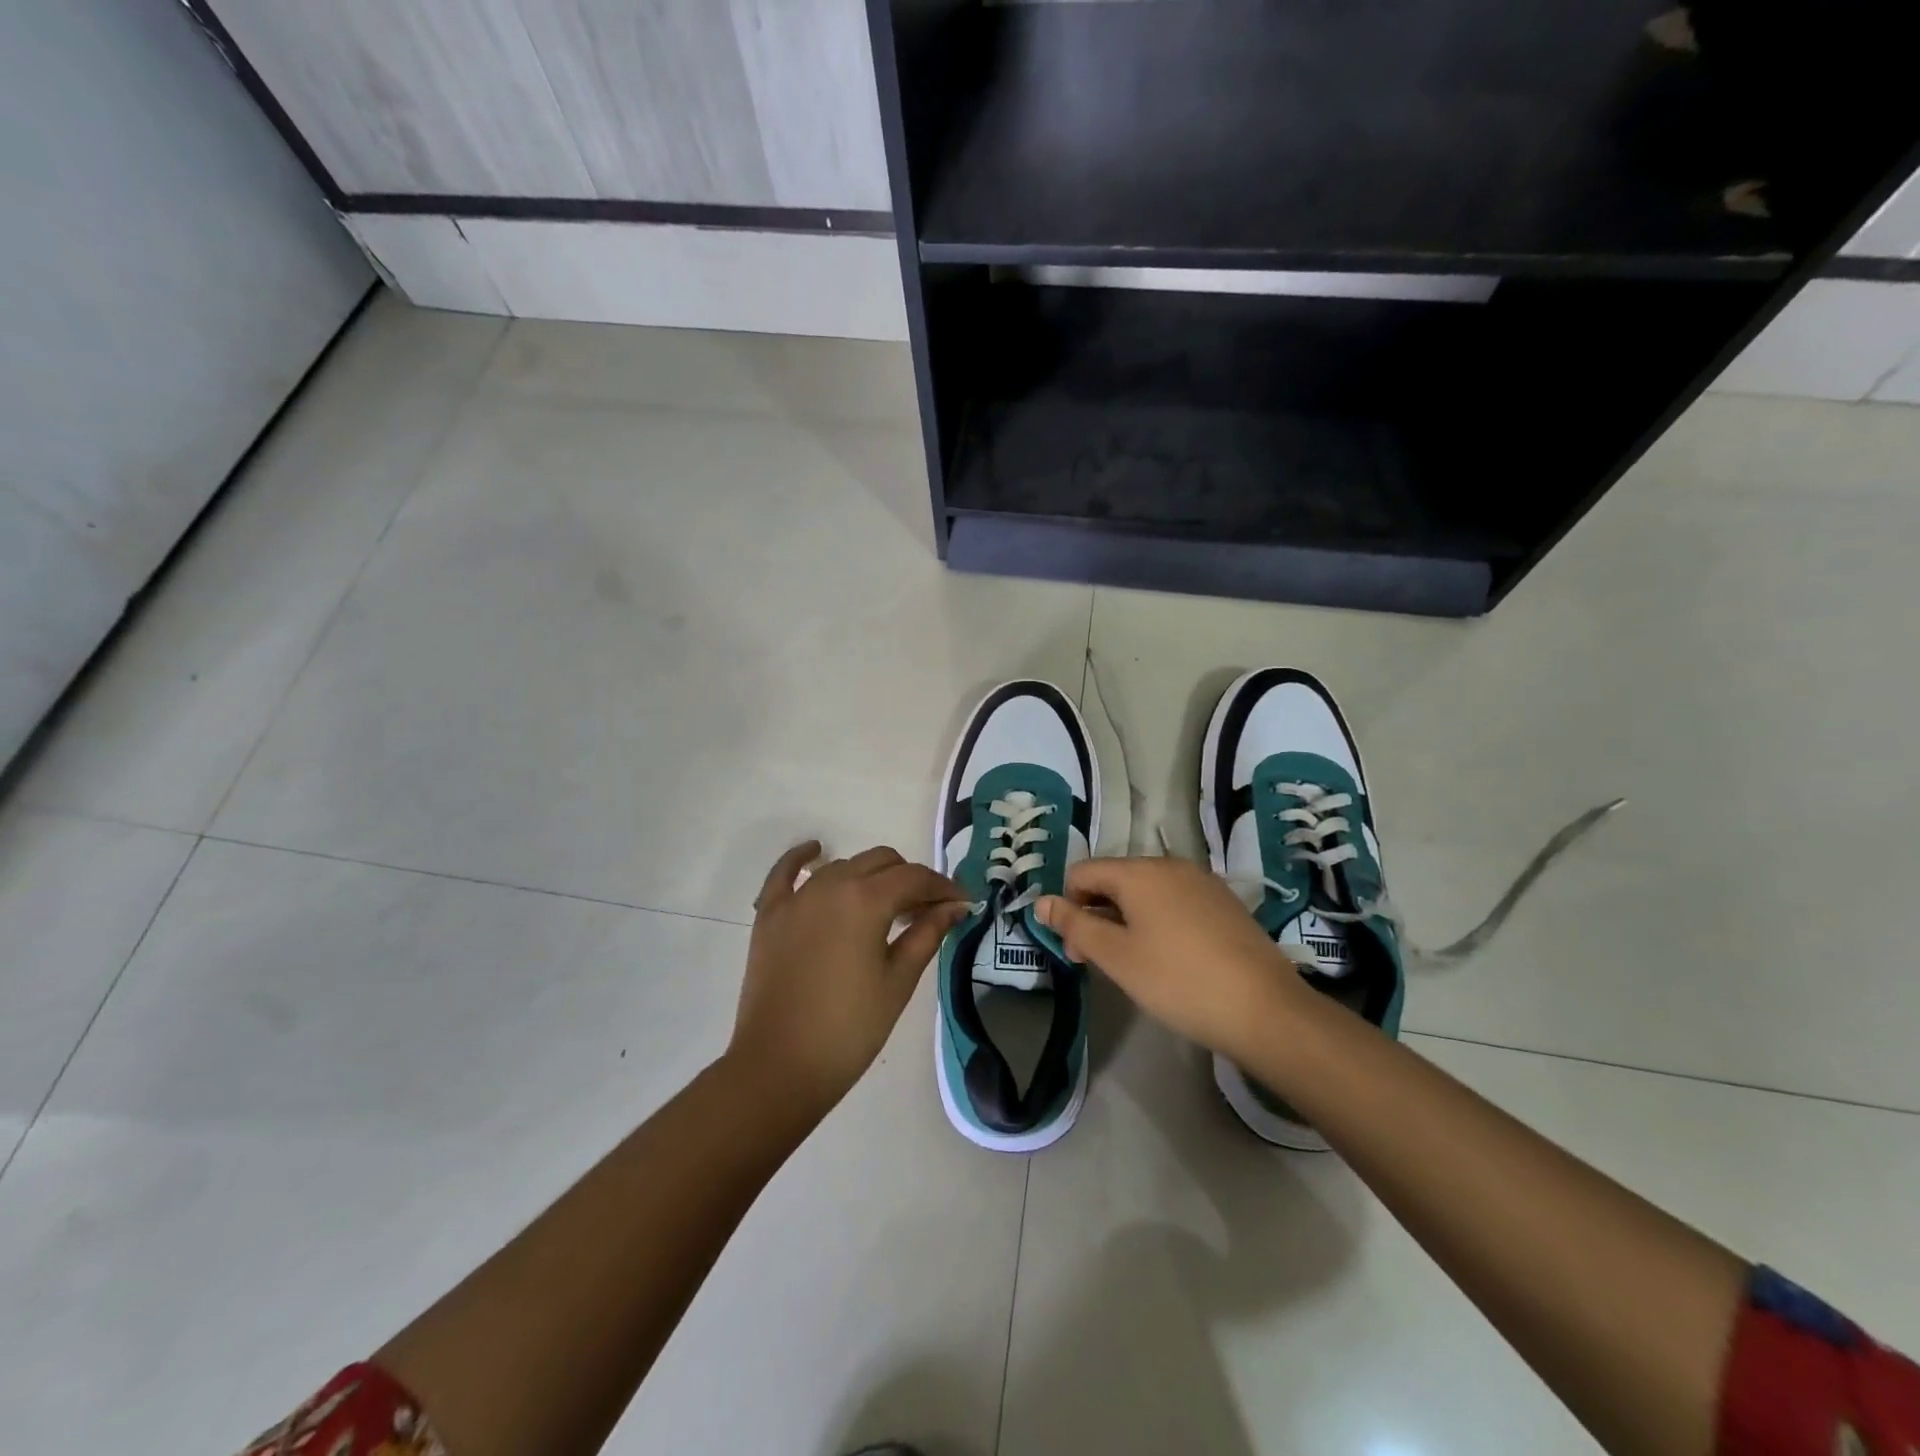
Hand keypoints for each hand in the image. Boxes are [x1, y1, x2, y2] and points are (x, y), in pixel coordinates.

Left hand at [729, 842, 968, 1115]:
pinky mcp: (770, 914)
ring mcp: (796, 898)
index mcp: (866, 899)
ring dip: (870, 878)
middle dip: (910, 880)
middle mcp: (831, 885)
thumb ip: (927, 934)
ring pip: (843, 866)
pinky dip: (802, 858)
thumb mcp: (898, 981)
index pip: (915, 878)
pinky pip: (784, 873)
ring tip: (886, 908)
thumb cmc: (850, 1029)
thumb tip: (955, 906)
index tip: (962, 903)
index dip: (943, 887)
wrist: (779, 1067)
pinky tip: (816, 851)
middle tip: (926, 912)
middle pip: (881, 862)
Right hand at [1036, 856, 1308, 1064]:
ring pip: (1146, 892)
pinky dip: (1158, 922)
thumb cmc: (1178, 981)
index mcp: (1139, 871)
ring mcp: (1202, 882)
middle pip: (1114, 879)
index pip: (1082, 872)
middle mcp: (1170, 865)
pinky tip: (1171, 959)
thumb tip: (1041, 901)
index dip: (1068, 906)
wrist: (1265, 1009)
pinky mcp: (1225, 903)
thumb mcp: (1116, 957)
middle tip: (1100, 962)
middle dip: (1096, 914)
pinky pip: (1175, 902)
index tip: (1077, 949)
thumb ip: (1074, 925)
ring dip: (1126, 920)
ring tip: (1136, 964)